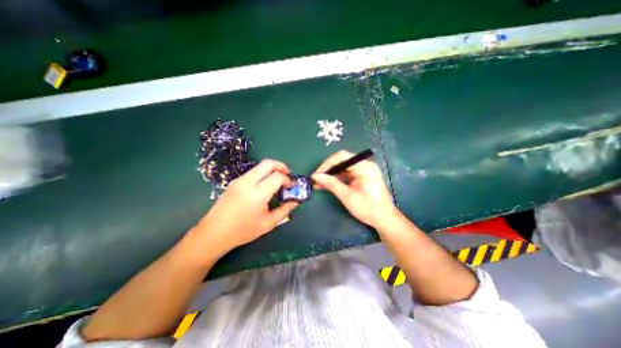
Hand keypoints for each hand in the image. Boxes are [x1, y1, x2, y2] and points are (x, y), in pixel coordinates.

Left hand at [189, 159, 297, 259]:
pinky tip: (264, 186)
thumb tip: (295, 201)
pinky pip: (253, 172)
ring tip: (277, 181)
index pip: (277, 176)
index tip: (290, 187)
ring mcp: (239, 180)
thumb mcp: (268, 223)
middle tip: (287, 175)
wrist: (214, 233)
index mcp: (257, 194)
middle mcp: (247, 182)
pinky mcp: (234, 182)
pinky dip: (263, 174)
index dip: (287, 179)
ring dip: (271, 169)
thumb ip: (284, 210)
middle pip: (268, 163)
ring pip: (259, 166)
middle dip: (281, 166)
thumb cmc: (243, 231)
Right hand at [313, 149, 395, 227]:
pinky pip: (345, 175)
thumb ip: (331, 184)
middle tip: (316, 179)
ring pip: (342, 169)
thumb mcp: (347, 196)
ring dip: (330, 176)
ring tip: (317, 183)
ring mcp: (363, 171)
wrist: (384, 219)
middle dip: (328, 170)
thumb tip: (316, 176)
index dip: (327, 163)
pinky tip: (326, 185)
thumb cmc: (368, 208)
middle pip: (341, 162)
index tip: (317, 174)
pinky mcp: (361, 178)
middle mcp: (364, 165)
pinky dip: (336, 180)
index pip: (342, 157)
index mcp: (364, 166)